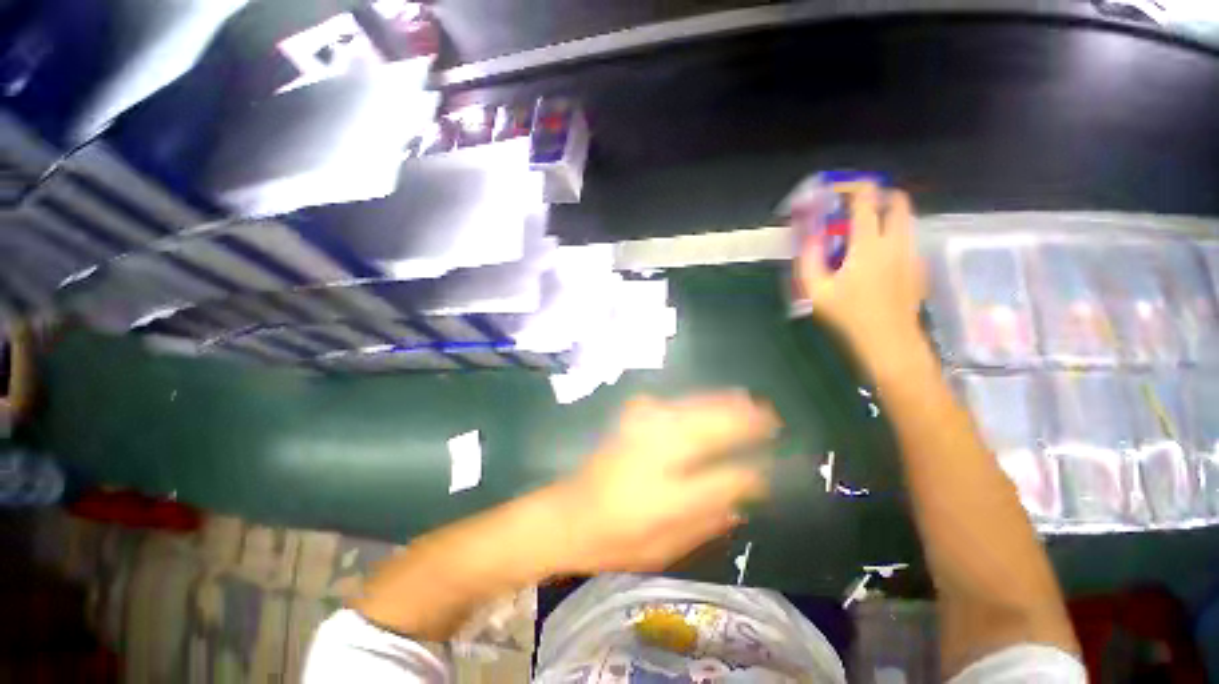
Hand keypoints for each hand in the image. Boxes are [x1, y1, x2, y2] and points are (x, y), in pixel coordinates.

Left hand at [551, 393, 777, 573]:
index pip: (726, 477)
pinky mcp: (633, 417)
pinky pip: (674, 403)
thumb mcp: (665, 548)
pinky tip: (710, 402)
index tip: (774, 469)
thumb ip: (706, 522)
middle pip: (711, 427)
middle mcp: (658, 450)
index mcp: (668, 493)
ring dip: (723, 403)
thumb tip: (743, 502)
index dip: (753, 472)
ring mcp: (643, 426)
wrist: (569, 512)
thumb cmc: (617, 539)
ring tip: (748, 401)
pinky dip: (697, 401)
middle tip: (770, 417)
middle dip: (744, 420)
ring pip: (694, 407)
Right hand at [798, 183, 927, 356]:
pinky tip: (872, 261)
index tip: (833, 192)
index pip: (866, 199)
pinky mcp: (918, 267)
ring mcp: (912, 253)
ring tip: (858, 236)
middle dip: (875, 194)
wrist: (890, 343)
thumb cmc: (849, 317)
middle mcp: (897, 242)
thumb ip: (810, 259)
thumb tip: (808, 235)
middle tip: (852, 208)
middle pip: (897, 200)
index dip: (850, 187)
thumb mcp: (817, 291)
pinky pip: (906, 239)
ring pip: (905, 219)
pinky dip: (890, 236)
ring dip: (883, 216)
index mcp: (869, 244)